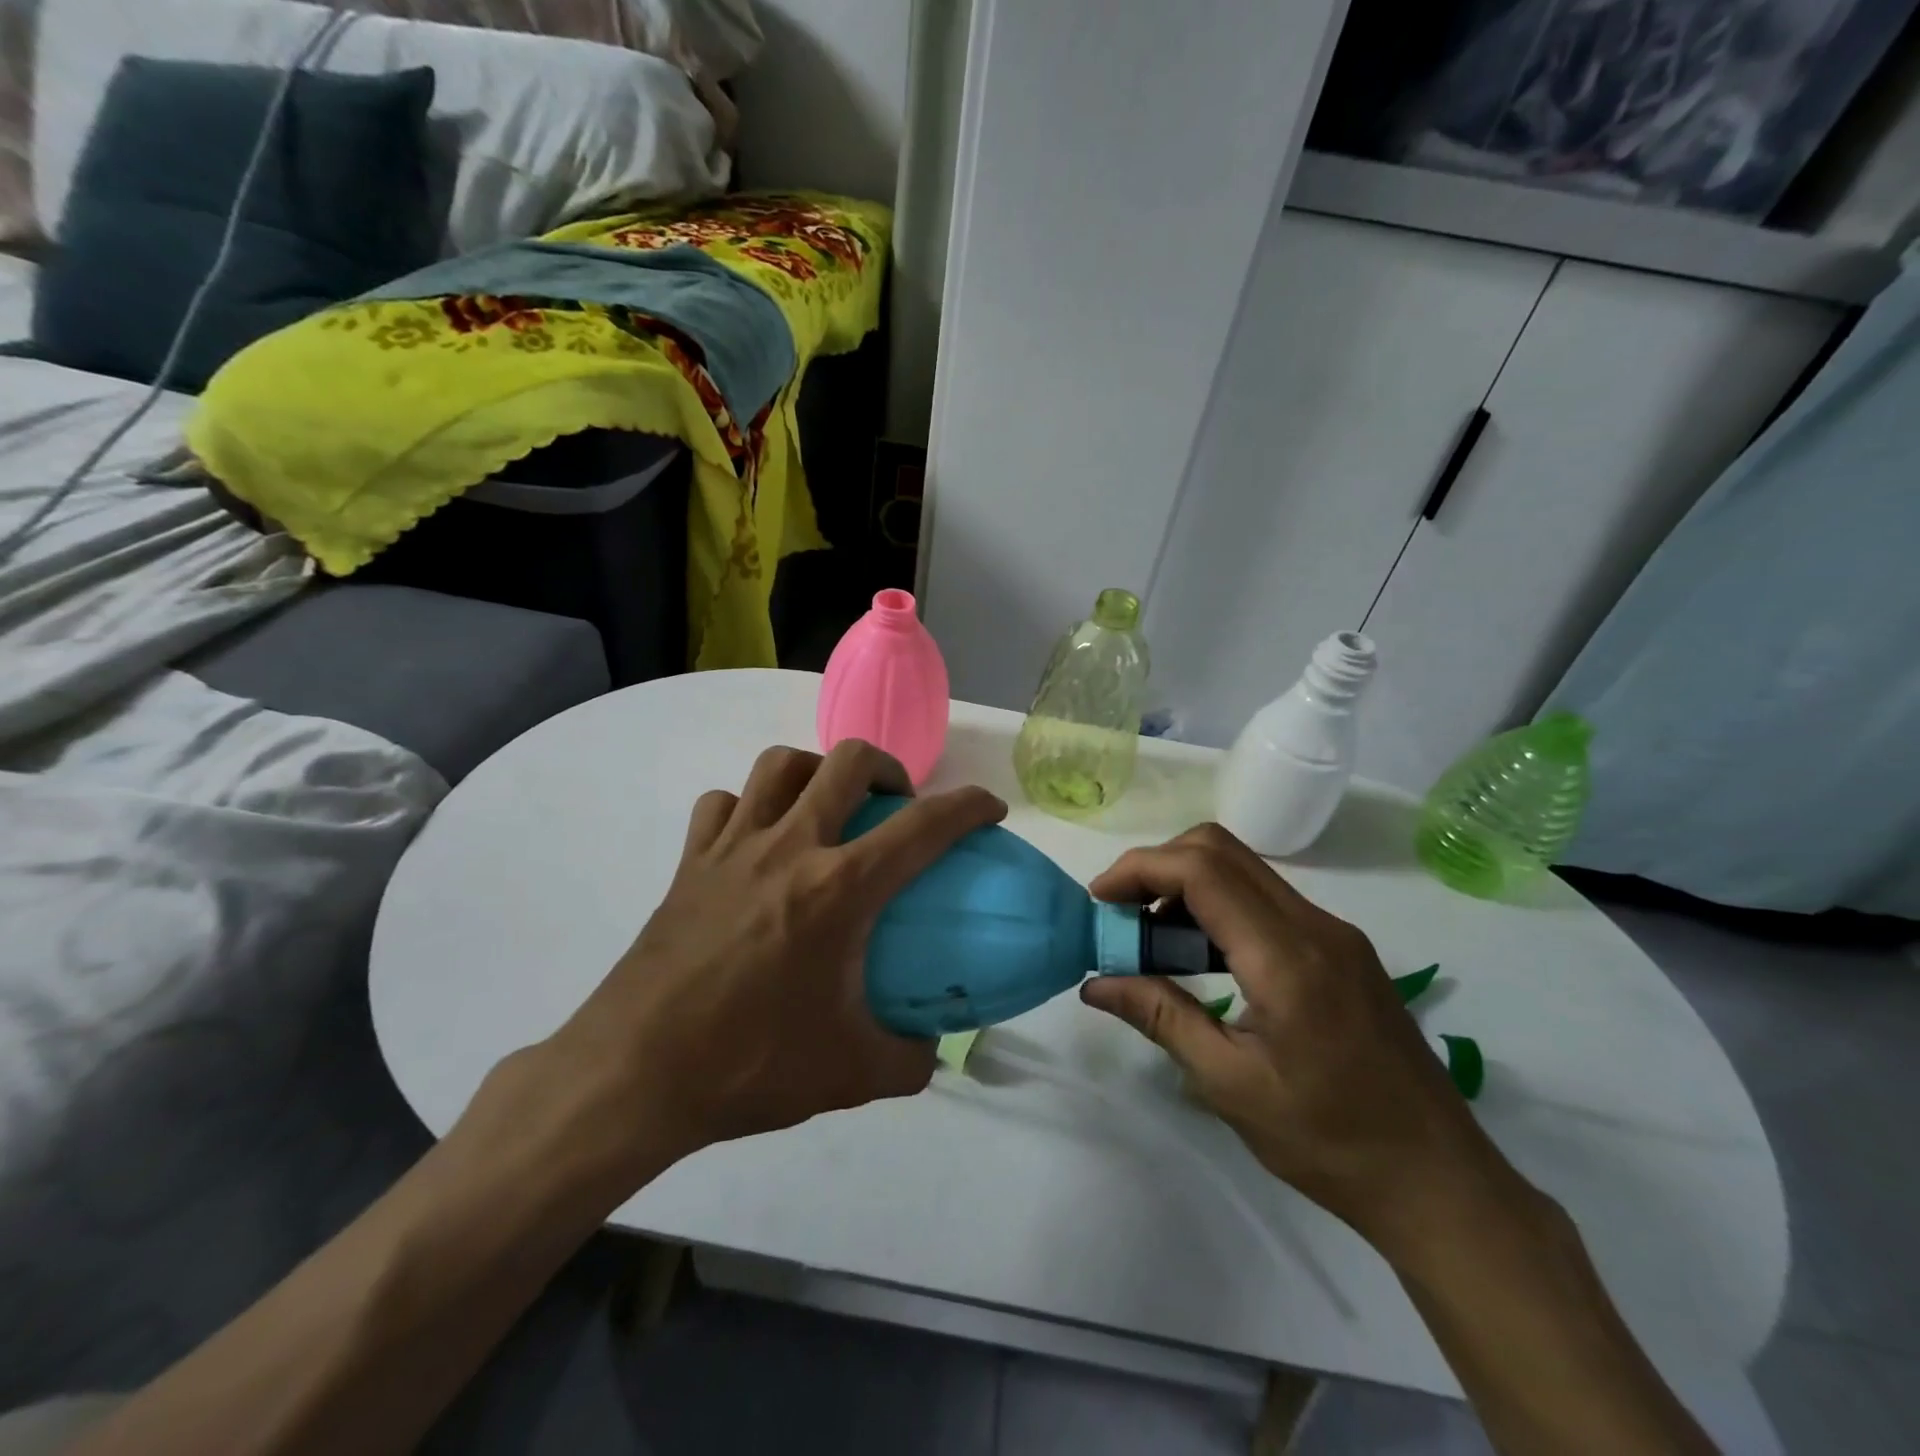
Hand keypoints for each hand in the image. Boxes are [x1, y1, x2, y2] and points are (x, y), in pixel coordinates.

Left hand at [542, 741, 1006, 1174]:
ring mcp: (733, 847)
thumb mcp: (850, 1074)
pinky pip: (723, 804)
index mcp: (838, 889)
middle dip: (890, 768)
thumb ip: (908, 1059)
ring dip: (817, 771)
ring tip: (829, 807)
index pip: (923, 827)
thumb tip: (931, 1049)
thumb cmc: (748, 1066)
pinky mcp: (690, 862)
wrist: (633, 1075)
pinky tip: (757, 839)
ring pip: (781, 764)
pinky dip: (750, 806)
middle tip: (898, 804)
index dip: (968, 807)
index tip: (990, 808)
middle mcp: (790, 847)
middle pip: (848, 762)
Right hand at [1080, 824, 1510, 1253]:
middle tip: (1121, 914)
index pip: (1202, 870)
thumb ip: (1160, 1016)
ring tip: (1151, 939)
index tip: (1099, 901)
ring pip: (1243, 869)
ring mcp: (1334, 932)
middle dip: (1158, 866)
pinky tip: (1200, 955)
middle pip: (1221, 849)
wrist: (1439, 1182)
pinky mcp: (1341, 947)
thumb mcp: (1229, 1084)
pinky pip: (1265, 899)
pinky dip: (1217, 906)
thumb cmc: (1329, 1141)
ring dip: (1186, 885)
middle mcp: (1314, 925)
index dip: (1139, 869)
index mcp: (1287, 957)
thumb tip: (1096, 982)